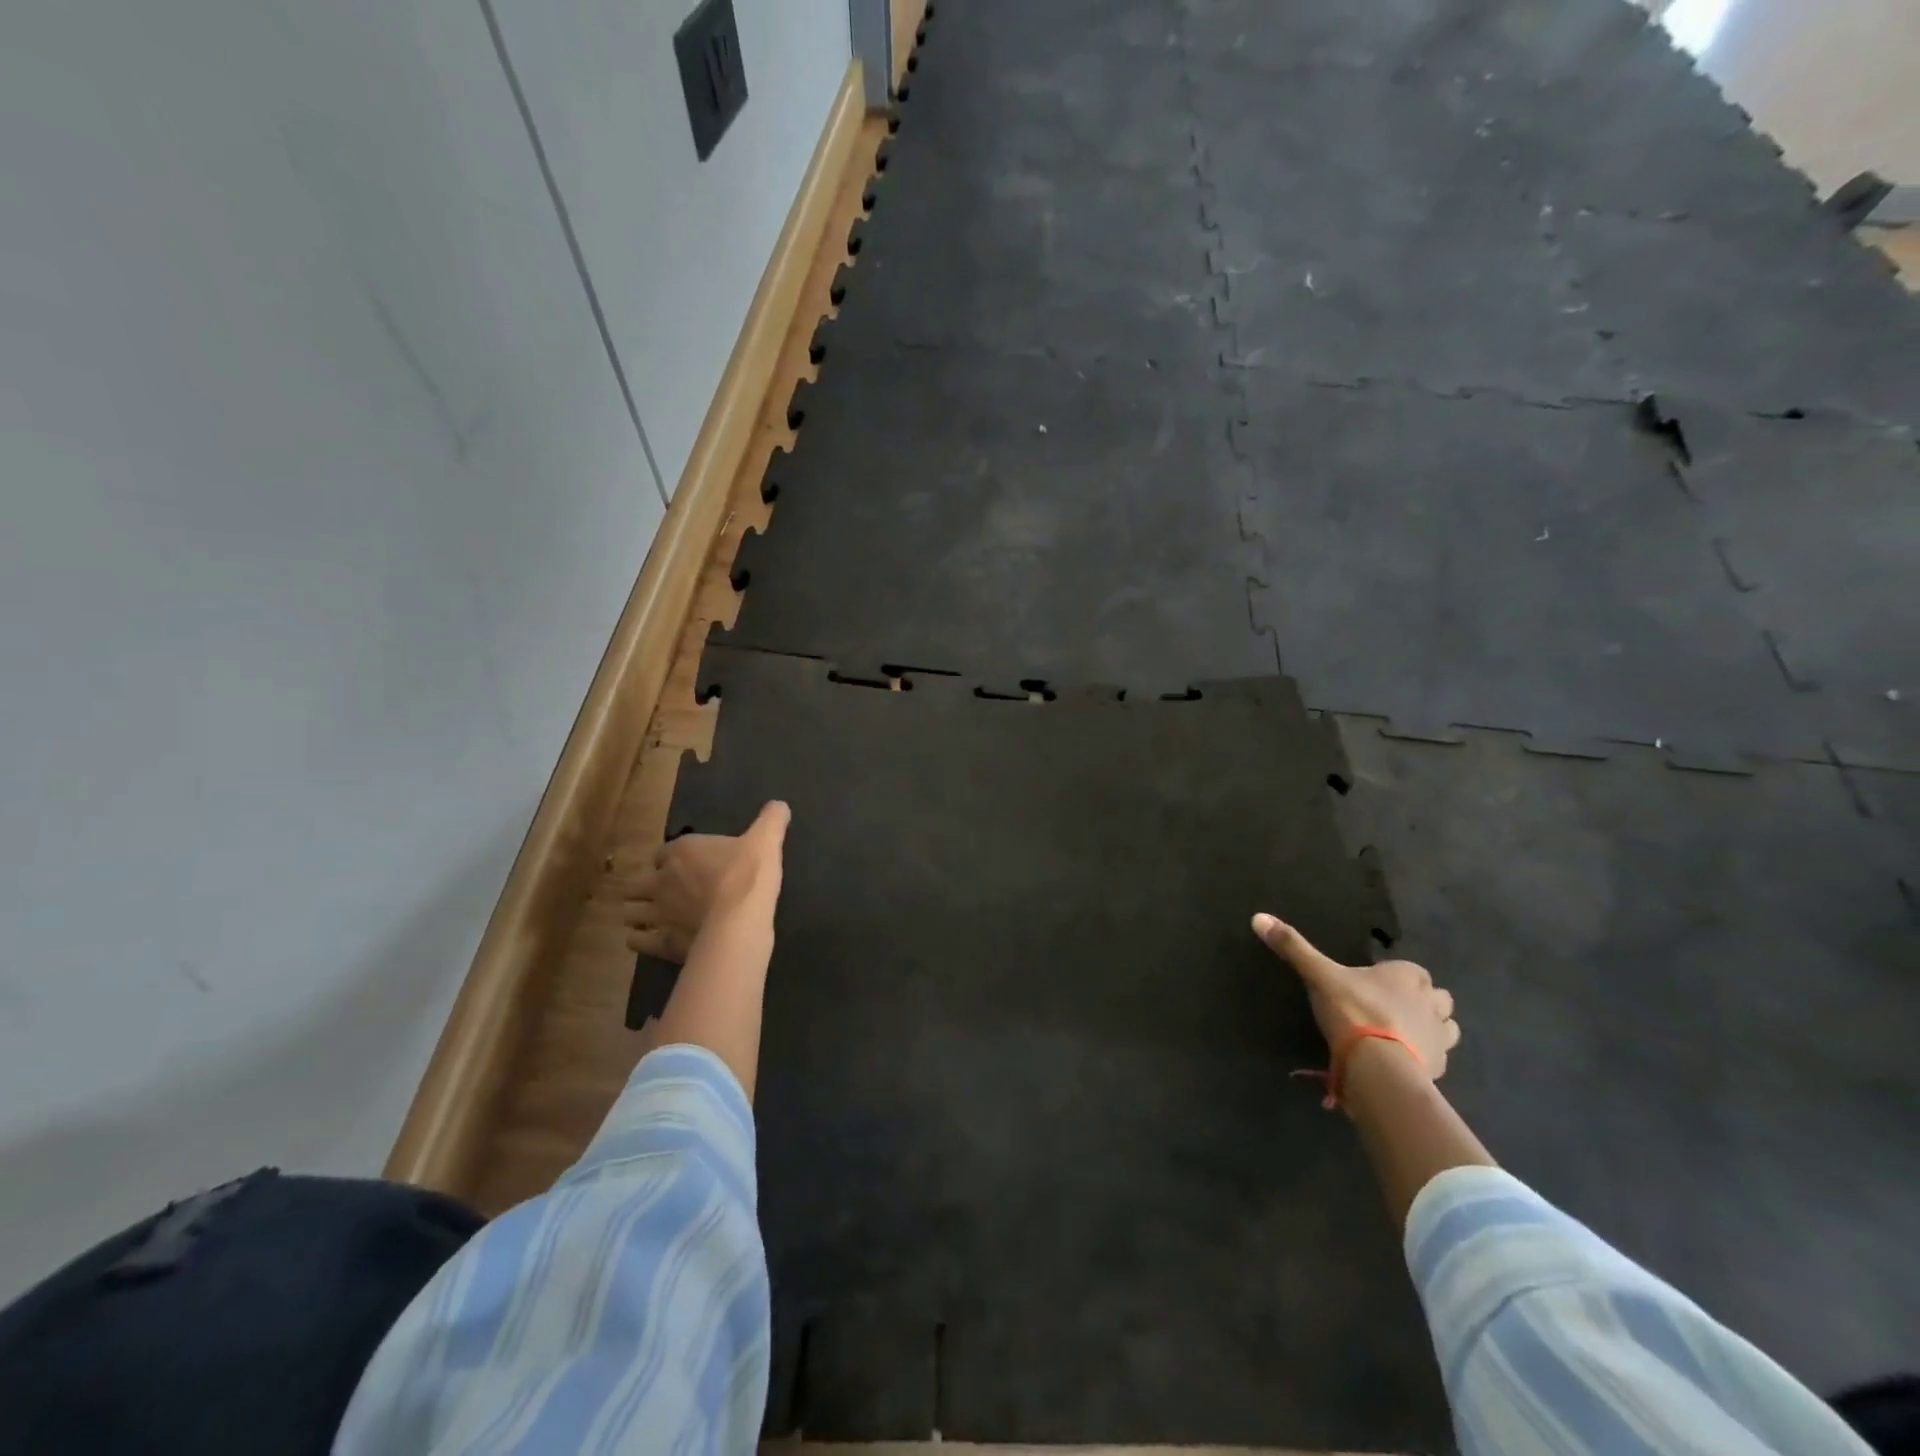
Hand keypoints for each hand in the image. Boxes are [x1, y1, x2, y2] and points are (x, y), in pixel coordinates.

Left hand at [627, 802, 789, 962]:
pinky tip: (652, 940)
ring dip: (638, 914)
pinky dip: (641, 940)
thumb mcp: (766, 839)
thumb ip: (771, 820)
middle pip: (636, 883)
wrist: (741, 919)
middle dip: (643, 887)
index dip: (669, 859)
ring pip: (631, 913)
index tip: (681, 865)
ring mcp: (658, 914)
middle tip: (661, 893)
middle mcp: (662, 880)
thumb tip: (780, 805)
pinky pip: (637, 941)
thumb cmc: (748, 874)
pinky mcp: (661, 943)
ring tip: (650, 919)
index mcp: (681, 852)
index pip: (662, 852)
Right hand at [1251, 914, 1459, 1078]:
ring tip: (1403, 1034)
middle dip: (1423, 1002)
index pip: (1413, 970)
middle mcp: (1431, 1002)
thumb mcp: (1318, 975)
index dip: (1397, 976)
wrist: (1378, 1066)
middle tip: (1393, 1008)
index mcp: (1407, 976)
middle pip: (1438, 998)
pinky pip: (1438, 1058)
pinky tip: (1403, 1061)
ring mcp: (1440, 1037)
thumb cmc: (1353, 1011)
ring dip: (1431, 1028)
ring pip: (1446, 1027)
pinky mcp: (1440, 1068)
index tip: (1376, 984)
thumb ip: (1293, 948)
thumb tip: (1258, 917)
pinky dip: (1425, 1057)